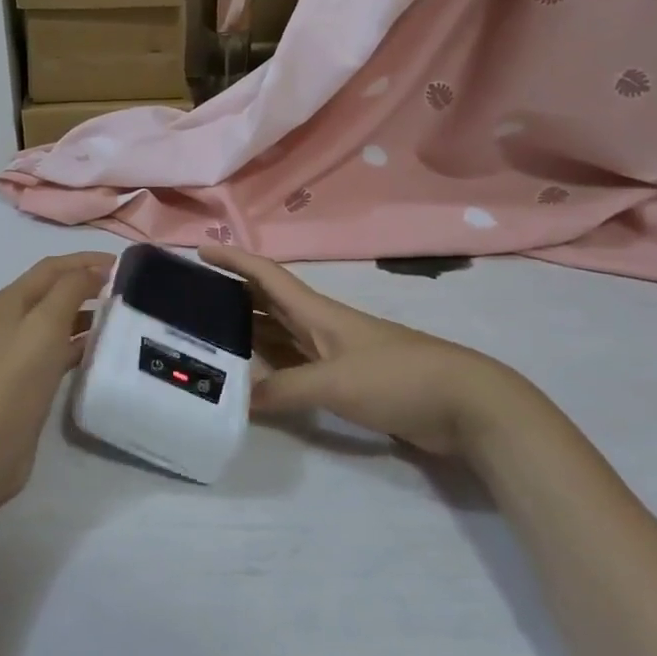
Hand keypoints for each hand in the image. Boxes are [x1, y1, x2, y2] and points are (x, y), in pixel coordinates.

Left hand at [0, 252, 111, 506]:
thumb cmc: (16, 378)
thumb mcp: (45, 324)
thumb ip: (71, 289)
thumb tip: (94, 270)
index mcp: (9, 300)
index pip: (52, 267)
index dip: (86, 260)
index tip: (124, 264)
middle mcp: (11, 320)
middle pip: (54, 291)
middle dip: (88, 284)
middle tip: (127, 289)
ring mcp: (18, 351)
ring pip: (58, 321)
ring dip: (87, 313)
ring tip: (122, 316)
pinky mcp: (28, 379)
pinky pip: (59, 349)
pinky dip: (81, 343)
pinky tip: (103, 349)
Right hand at [200, 246, 545, 458]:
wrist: (465, 404)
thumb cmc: (397, 377)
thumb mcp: (335, 382)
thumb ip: (283, 390)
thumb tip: (236, 401)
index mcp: (317, 312)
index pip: (266, 276)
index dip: (234, 260)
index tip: (200, 251)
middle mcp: (320, 326)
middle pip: (267, 304)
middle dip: (231, 297)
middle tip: (192, 303)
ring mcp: (334, 354)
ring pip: (279, 337)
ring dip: (247, 336)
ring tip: (209, 341)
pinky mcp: (345, 381)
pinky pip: (295, 368)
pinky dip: (270, 371)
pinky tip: (252, 383)